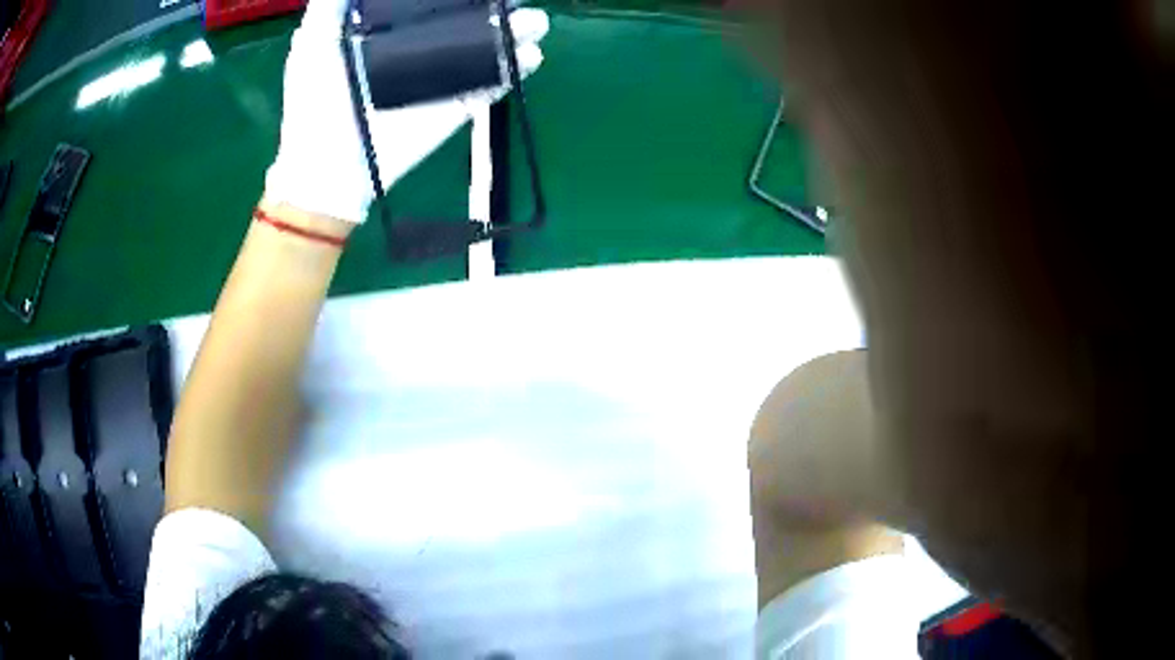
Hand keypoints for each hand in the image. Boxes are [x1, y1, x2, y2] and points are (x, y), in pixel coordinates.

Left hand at [265, 0, 548, 223]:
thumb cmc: (313, 101)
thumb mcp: (312, 44)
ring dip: (514, 33)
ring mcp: (440, 77)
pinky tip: (530, 56)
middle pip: (468, 16)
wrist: (327, 167)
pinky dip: (513, 71)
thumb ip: (330, 6)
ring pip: (486, 47)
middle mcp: (422, 46)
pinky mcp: (453, 106)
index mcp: (392, 28)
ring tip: (534, 22)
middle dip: (496, 5)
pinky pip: (490, 85)